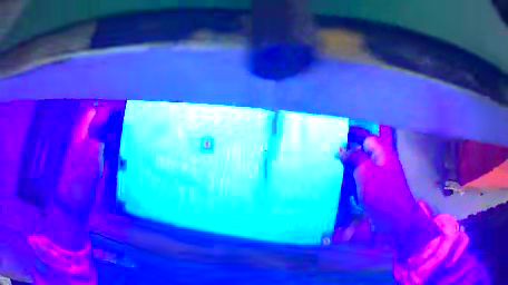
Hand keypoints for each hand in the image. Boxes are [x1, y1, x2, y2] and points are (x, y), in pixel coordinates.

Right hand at [336, 128, 440, 259]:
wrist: (395, 222)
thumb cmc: (383, 194)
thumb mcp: (366, 173)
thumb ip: (354, 158)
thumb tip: (341, 149)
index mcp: (382, 154)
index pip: (366, 137)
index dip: (352, 135)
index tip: (335, 136)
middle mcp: (380, 163)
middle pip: (361, 153)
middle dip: (346, 155)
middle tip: (328, 156)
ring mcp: (376, 179)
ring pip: (358, 169)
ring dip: (346, 171)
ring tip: (329, 173)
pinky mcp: (372, 193)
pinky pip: (359, 183)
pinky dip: (349, 184)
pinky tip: (339, 188)